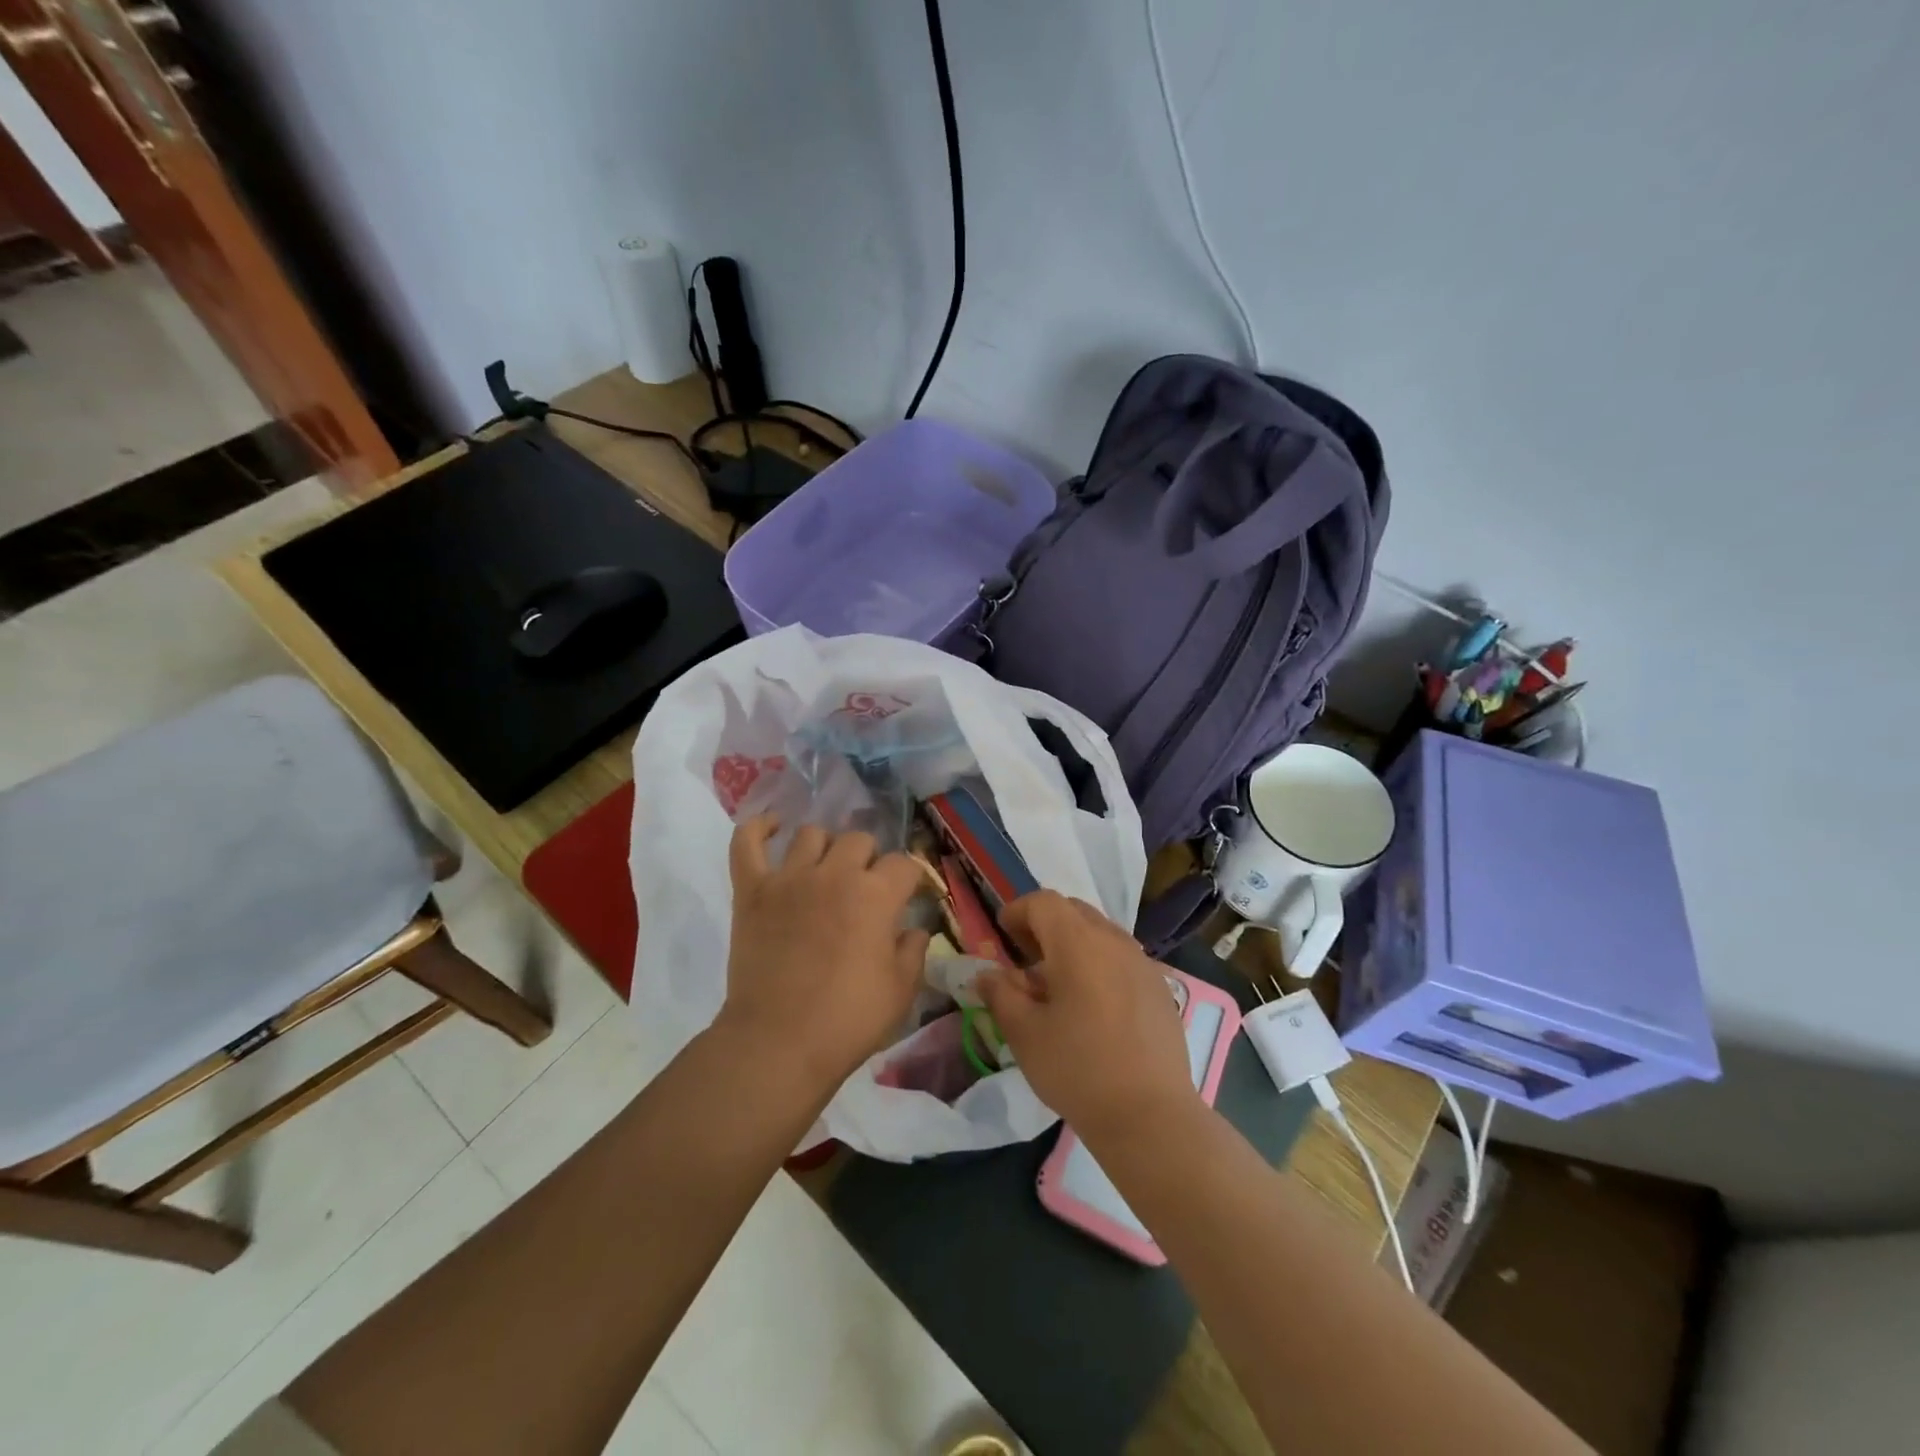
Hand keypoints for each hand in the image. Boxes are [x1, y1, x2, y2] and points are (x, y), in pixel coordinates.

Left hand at [720, 817, 930, 1094]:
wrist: (778, 1043)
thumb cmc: (847, 1020)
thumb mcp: (901, 991)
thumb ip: (913, 951)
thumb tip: (915, 930)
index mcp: (876, 895)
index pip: (904, 864)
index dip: (910, 879)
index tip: (909, 897)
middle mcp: (835, 873)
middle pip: (859, 840)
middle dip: (869, 860)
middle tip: (865, 889)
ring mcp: (788, 878)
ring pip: (811, 835)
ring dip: (825, 847)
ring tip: (825, 869)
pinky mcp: (751, 890)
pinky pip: (747, 842)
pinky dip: (758, 828)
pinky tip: (772, 827)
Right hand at [976, 891, 1198, 1143]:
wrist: (1150, 1116)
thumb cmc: (1077, 1069)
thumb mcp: (1024, 1033)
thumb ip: (1001, 994)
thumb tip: (987, 974)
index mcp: (1077, 942)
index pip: (1043, 902)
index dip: (1018, 912)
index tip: (1003, 936)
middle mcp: (1114, 941)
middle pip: (1074, 911)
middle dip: (1045, 925)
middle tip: (1026, 958)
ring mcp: (1143, 963)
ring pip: (1101, 934)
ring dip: (1074, 945)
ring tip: (1058, 985)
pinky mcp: (1160, 989)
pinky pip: (1122, 959)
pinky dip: (1100, 965)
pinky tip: (1093, 1008)